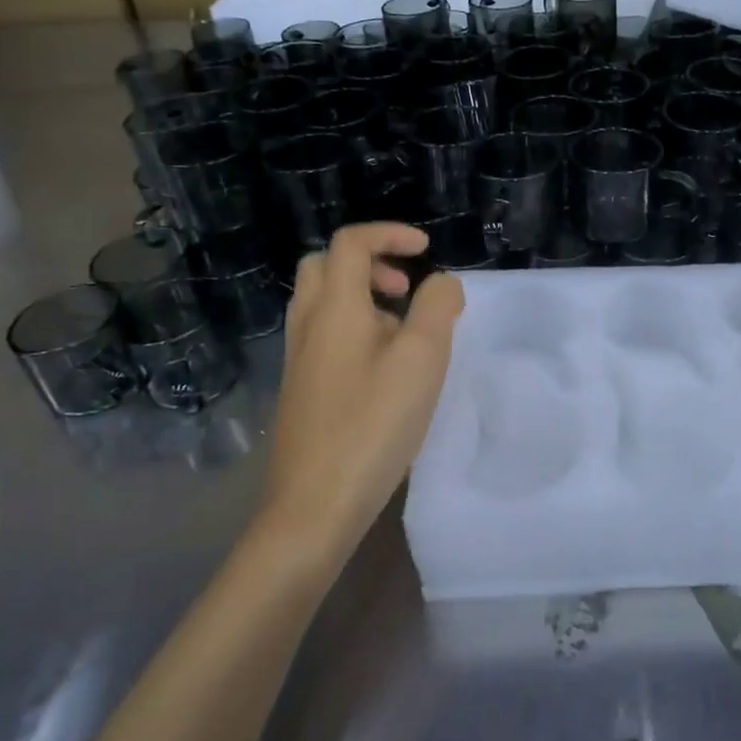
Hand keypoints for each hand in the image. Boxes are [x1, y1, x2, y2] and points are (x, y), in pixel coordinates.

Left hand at [262, 223, 463, 567]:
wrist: (314, 506)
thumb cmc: (373, 424)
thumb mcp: (422, 359)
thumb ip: (438, 308)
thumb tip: (442, 283)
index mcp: (334, 307)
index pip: (351, 242)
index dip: (390, 234)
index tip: (426, 251)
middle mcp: (308, 324)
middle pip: (326, 265)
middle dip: (370, 262)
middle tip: (406, 289)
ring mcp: (298, 359)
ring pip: (323, 302)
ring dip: (363, 296)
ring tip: (404, 330)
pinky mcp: (300, 389)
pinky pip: (324, 334)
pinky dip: (354, 327)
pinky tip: (385, 368)